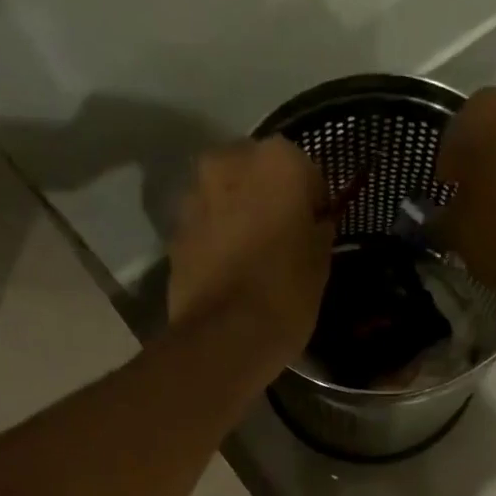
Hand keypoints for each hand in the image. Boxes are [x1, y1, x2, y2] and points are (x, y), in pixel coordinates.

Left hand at [167, 137, 332, 363]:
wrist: (225, 335)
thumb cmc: (286, 291)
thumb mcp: (320, 260)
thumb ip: (317, 229)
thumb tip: (314, 223)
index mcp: (277, 160)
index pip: (305, 170)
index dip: (311, 200)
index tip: (314, 228)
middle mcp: (230, 161)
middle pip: (256, 171)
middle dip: (268, 196)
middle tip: (282, 236)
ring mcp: (195, 193)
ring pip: (226, 194)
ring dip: (238, 213)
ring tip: (253, 254)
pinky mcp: (175, 228)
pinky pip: (205, 223)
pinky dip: (216, 236)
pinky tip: (229, 269)